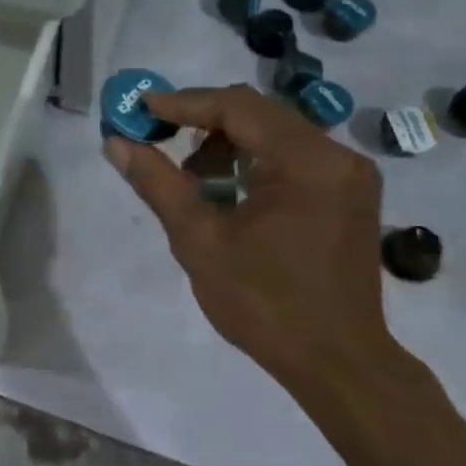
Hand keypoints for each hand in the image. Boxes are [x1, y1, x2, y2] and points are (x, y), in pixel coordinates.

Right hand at [102, 84, 399, 400]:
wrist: (337, 362)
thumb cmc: (265, 305)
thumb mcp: (199, 242)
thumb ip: (157, 184)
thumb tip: (116, 143)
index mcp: (307, 163)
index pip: (238, 107)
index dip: (184, 103)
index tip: (141, 108)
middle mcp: (338, 155)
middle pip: (258, 113)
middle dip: (202, 120)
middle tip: (155, 135)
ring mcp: (349, 174)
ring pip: (275, 132)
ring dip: (227, 142)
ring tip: (190, 176)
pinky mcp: (349, 192)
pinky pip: (293, 155)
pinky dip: (253, 160)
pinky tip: (226, 189)